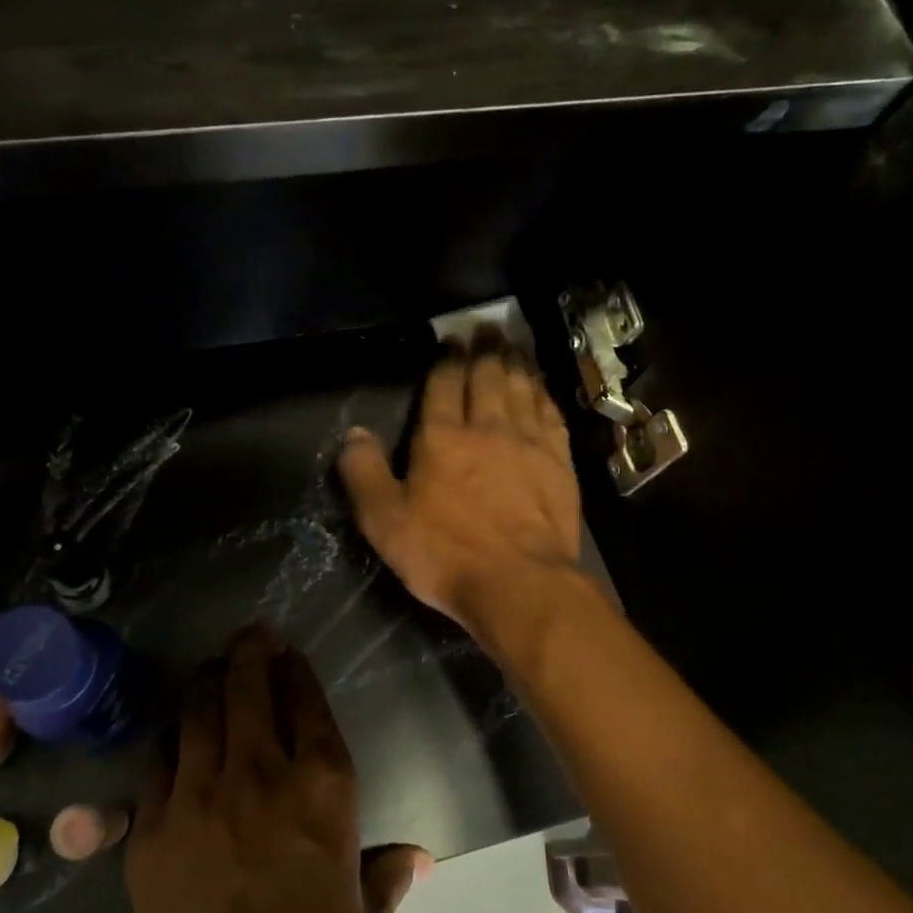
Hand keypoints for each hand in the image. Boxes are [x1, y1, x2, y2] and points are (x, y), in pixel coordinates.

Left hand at [128, 625, 426, 912]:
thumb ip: (385, 875)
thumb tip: (417, 860)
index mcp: (323, 790)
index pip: (308, 705)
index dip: (298, 672)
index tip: (290, 653)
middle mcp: (260, 776)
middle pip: (249, 690)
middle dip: (250, 653)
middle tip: (251, 635)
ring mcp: (198, 798)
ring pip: (197, 713)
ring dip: (207, 682)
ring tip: (212, 667)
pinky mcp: (150, 831)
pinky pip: (158, 765)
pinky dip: (171, 742)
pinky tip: (176, 737)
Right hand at [338, 336, 582, 643]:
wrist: (519, 583)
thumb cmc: (445, 555)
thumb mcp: (384, 521)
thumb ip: (364, 474)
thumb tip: (353, 434)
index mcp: (442, 438)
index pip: (444, 384)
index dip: (446, 359)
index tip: (450, 341)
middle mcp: (488, 428)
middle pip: (487, 376)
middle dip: (484, 349)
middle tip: (486, 329)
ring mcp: (529, 443)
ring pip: (522, 388)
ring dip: (515, 362)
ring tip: (512, 344)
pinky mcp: (559, 463)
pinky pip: (551, 414)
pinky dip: (543, 393)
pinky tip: (540, 387)